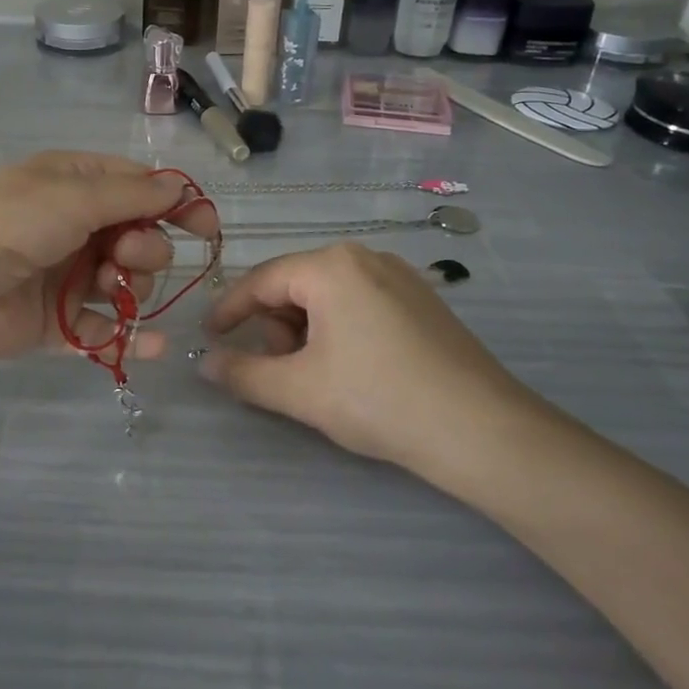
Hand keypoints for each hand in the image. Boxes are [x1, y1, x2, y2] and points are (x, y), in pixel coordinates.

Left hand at [0, 151, 220, 364]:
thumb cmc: (11, 223)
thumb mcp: (73, 195)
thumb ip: (132, 195)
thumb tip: (180, 188)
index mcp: (73, 184)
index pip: (137, 187)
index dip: (174, 204)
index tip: (206, 227)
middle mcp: (73, 226)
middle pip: (137, 236)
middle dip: (145, 246)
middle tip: (126, 254)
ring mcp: (66, 276)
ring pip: (126, 282)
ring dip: (132, 284)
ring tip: (108, 286)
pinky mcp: (57, 322)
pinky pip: (104, 330)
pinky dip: (128, 337)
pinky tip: (154, 345)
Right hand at [200, 243, 552, 483]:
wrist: (482, 431)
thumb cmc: (378, 399)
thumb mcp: (299, 390)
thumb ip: (243, 373)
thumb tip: (206, 364)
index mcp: (331, 265)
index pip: (261, 281)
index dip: (229, 311)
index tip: (209, 337)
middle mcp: (365, 257)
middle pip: (296, 286)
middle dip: (276, 328)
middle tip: (279, 371)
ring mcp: (400, 276)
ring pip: (328, 297)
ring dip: (306, 333)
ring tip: (316, 377)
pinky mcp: (422, 301)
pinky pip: (360, 304)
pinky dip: (339, 331)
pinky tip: (352, 370)